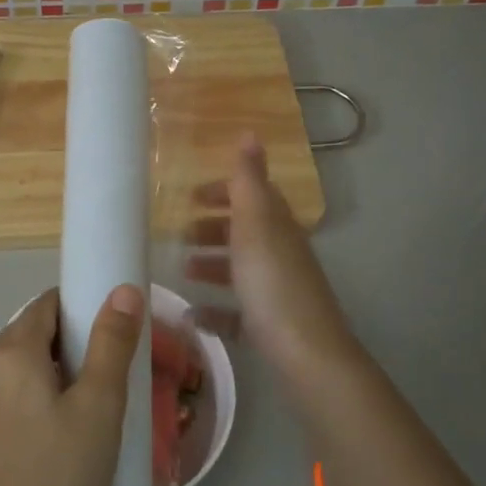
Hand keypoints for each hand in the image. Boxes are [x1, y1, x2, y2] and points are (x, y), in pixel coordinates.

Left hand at [0, 285, 145, 485]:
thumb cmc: (62, 477)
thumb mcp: (100, 406)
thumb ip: (111, 343)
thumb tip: (122, 290)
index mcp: (9, 353)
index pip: (46, 304)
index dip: (82, 308)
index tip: (115, 333)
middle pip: (31, 332)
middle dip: (72, 341)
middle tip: (112, 373)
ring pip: (20, 367)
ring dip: (55, 371)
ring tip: (93, 405)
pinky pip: (10, 396)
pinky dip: (38, 396)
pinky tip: (63, 433)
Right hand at [187, 134, 357, 380]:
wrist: (306, 354)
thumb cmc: (273, 284)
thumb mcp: (256, 224)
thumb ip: (248, 180)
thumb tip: (250, 131)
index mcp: (277, 227)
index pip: (252, 197)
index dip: (223, 192)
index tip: (190, 197)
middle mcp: (280, 255)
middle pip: (245, 233)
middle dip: (213, 230)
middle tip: (178, 235)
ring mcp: (277, 292)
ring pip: (241, 271)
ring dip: (212, 266)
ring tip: (183, 271)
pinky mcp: (270, 327)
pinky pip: (238, 312)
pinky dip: (215, 310)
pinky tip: (192, 317)